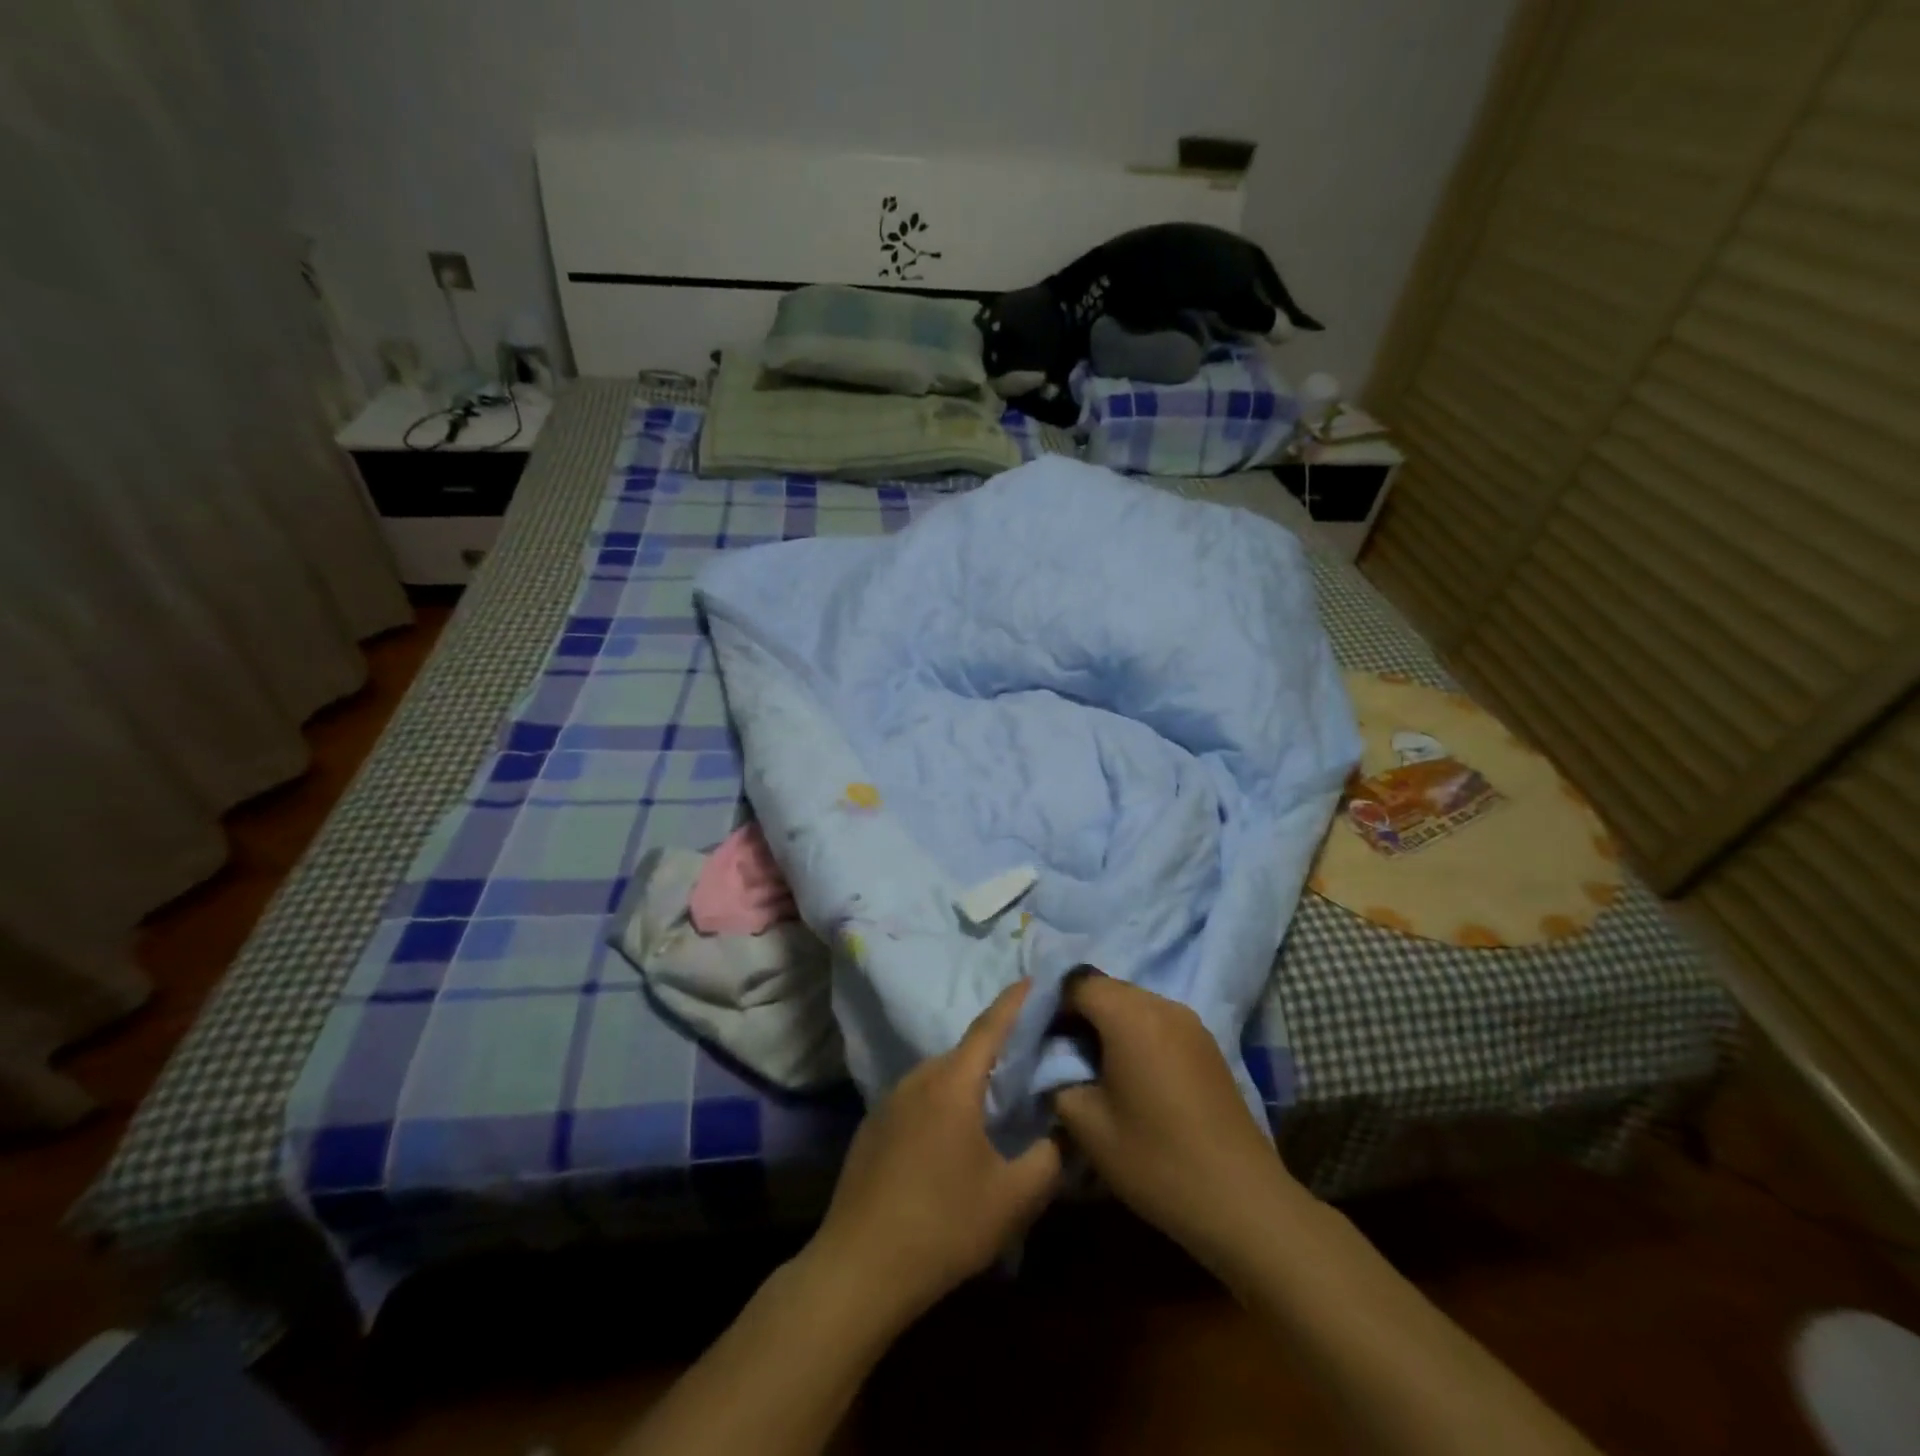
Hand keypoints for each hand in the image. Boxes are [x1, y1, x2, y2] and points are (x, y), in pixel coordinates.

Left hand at [805, 979, 1061, 1326]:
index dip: (1014, 1002)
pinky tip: (954, 1137)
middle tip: (1030, 1056)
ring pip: (941, 1077)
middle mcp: (918, 1079)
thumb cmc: (942, 1225)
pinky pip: (919, 1099)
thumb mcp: (1012, 1199)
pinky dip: (944, 1102)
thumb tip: (1064, 1130)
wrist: (858, 1268)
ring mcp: (889, 1101)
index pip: (990, 1027)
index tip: (1034, 978)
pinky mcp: (873, 1126)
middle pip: (966, 1052)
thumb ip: (1049, 1158)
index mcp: (952, 1083)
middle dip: (998, 1048)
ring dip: (969, 1080)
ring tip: (997, 1098)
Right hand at [1052, 970, 1308, 1273]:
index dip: (1052, 1004)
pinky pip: (1157, 1022)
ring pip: (1132, 1004)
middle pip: (1106, 988)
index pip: (1077, 982)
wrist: (1241, 1202)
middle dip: (1078, 1013)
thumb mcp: (1087, 1126)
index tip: (1038, 1038)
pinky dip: (1134, 1035)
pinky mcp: (1206, 1044)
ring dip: (1107, 1024)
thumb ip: (1058, 1080)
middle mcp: (1162, 1005)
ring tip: (1093, 1067)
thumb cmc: (1156, 1160)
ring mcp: (1190, 1023)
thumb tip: (1053, 1063)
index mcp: (1130, 1015)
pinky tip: (1130, 1076)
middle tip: (1060, 1053)